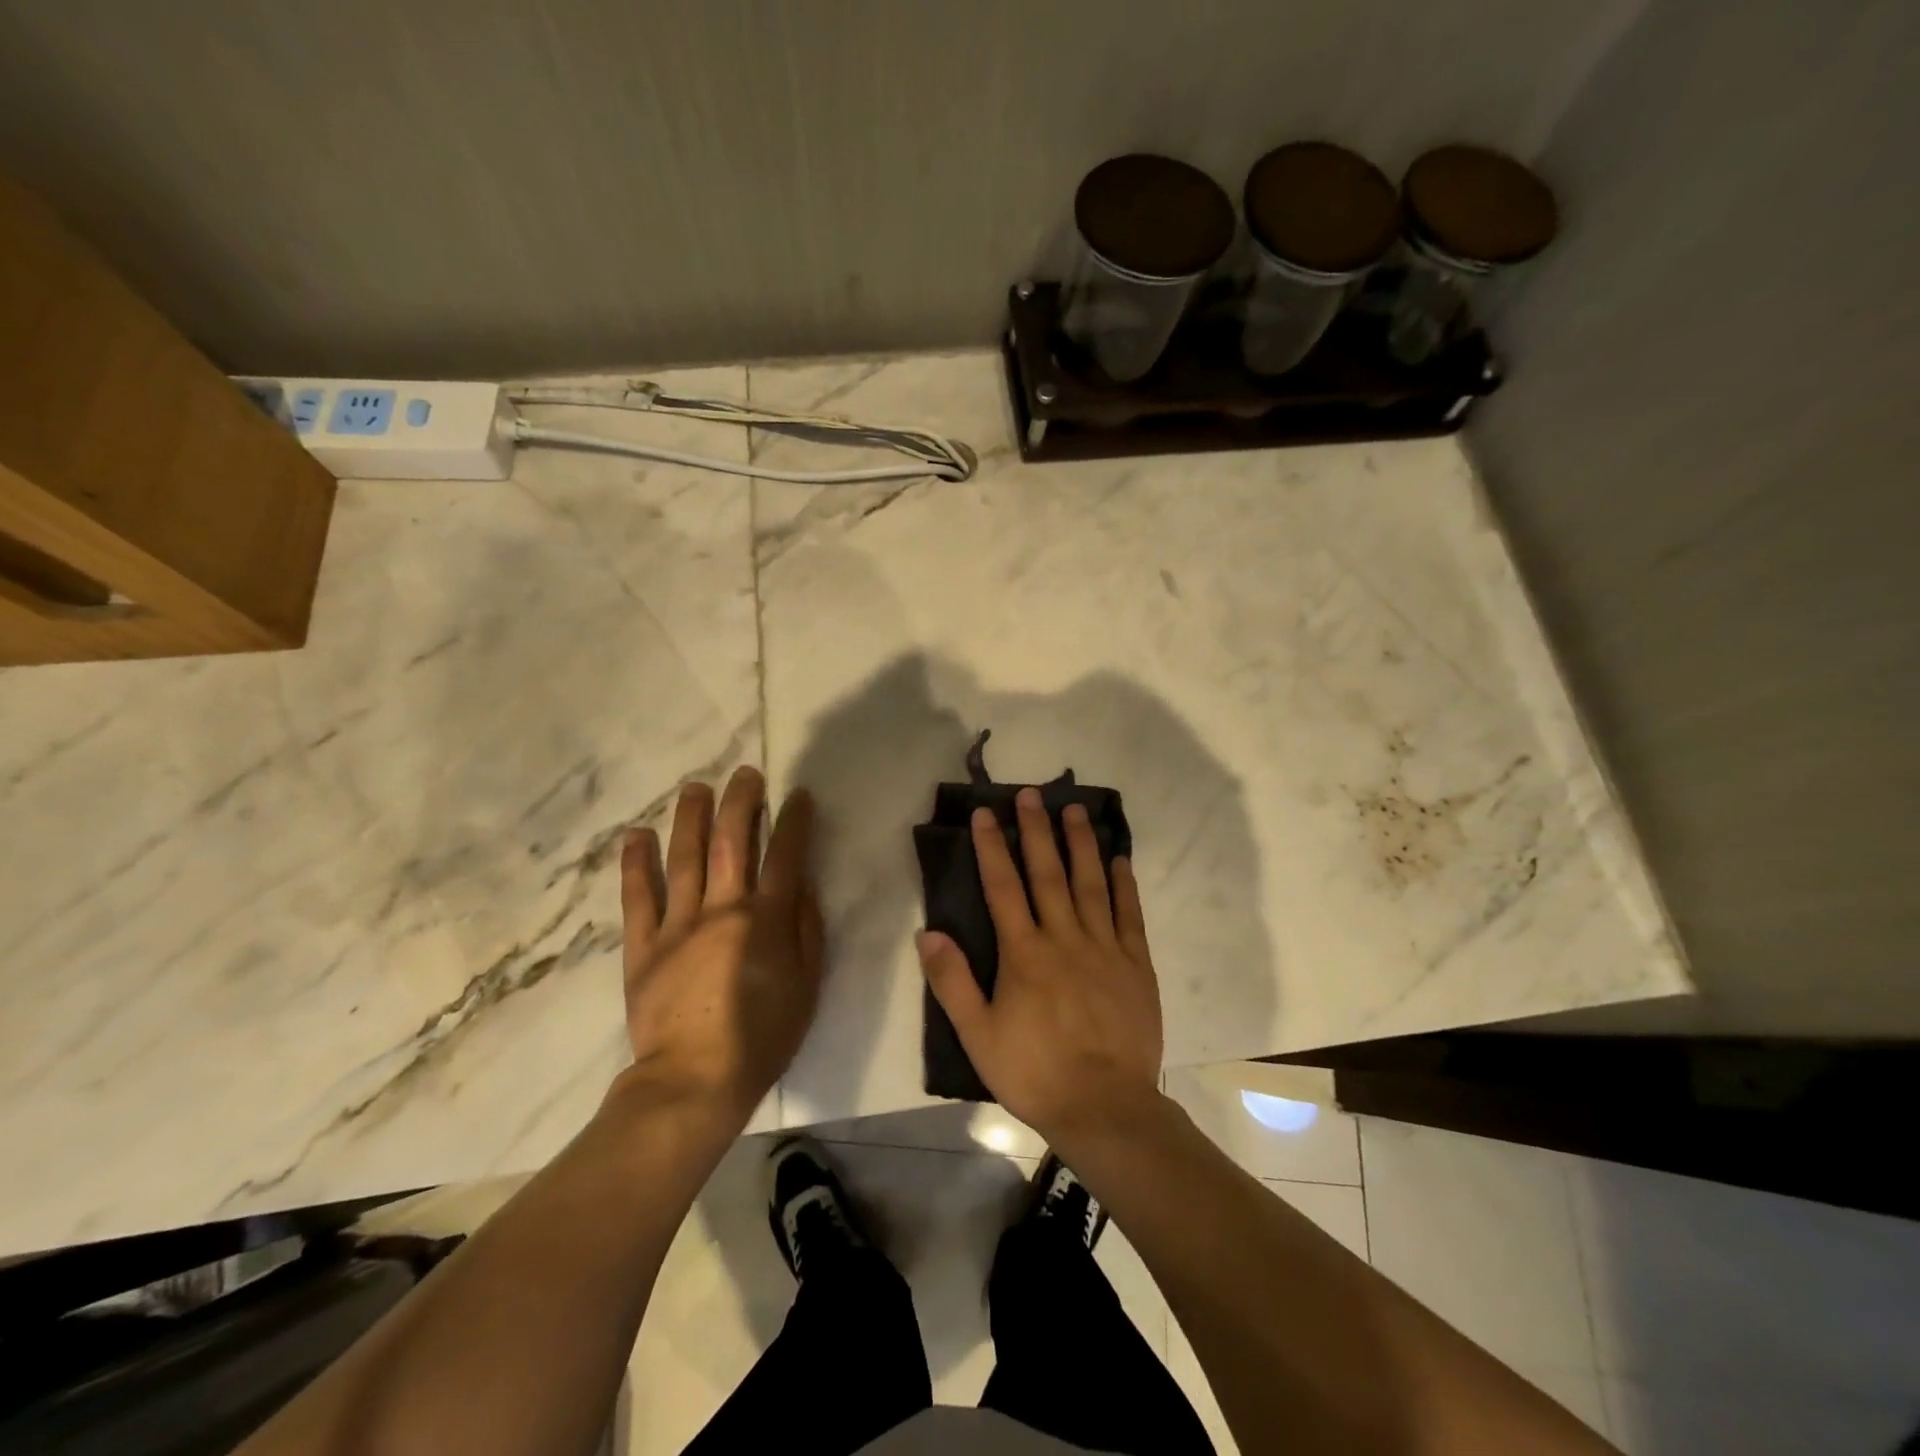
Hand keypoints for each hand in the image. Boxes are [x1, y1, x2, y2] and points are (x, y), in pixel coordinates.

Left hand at [617, 767, 823, 1123]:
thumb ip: (807, 930)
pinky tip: (636, 834)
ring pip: (685, 858)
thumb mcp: (807, 985)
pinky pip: (637, 897)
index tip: (798, 795)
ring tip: (695, 787)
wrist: (694, 1082)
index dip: (794, 820)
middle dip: (741, 802)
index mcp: (766, 919)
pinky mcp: (643, 946)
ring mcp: (678, 924)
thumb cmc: (763, 1036)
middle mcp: (722, 908)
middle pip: (732, 841)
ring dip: (691, 817)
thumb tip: (802, 887)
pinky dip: (635, 864)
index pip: (785, 855)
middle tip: (745, 774)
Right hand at [916, 786, 1162, 1148]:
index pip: (1003, 887)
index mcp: (1024, 953)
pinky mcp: (1136, 965)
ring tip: (1076, 810)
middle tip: (1032, 794)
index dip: (993, 847)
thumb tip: (927, 933)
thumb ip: (952, 981)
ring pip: (1091, 884)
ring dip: (1082, 845)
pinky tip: (1119, 860)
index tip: (987, 813)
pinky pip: (1130, 915)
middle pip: (1048, 873)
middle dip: (1037, 831)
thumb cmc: (1034, 1072)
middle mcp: (1064, 938)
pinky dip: (1124, 885)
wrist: (1104, 1107)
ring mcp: (1105, 948)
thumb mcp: (978, 1035)